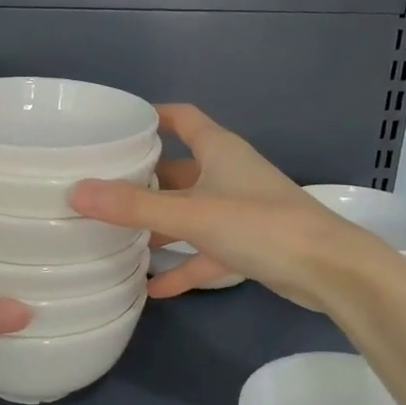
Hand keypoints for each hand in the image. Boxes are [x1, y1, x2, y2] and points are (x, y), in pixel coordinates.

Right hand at [68, 104, 383, 310]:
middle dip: (142, 179)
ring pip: (189, 211)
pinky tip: (153, 287)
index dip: (151, 117)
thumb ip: (134, 207)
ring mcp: (238, 210)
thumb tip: (75, 192)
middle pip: (178, 168)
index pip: (181, 118)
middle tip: (100, 188)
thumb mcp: (191, 213)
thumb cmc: (260, 224)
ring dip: (159, 224)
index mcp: (218, 150)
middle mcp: (227, 173)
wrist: (330, 270)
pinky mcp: (248, 244)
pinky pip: (205, 250)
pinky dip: (182, 264)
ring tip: (115, 235)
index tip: (115, 127)